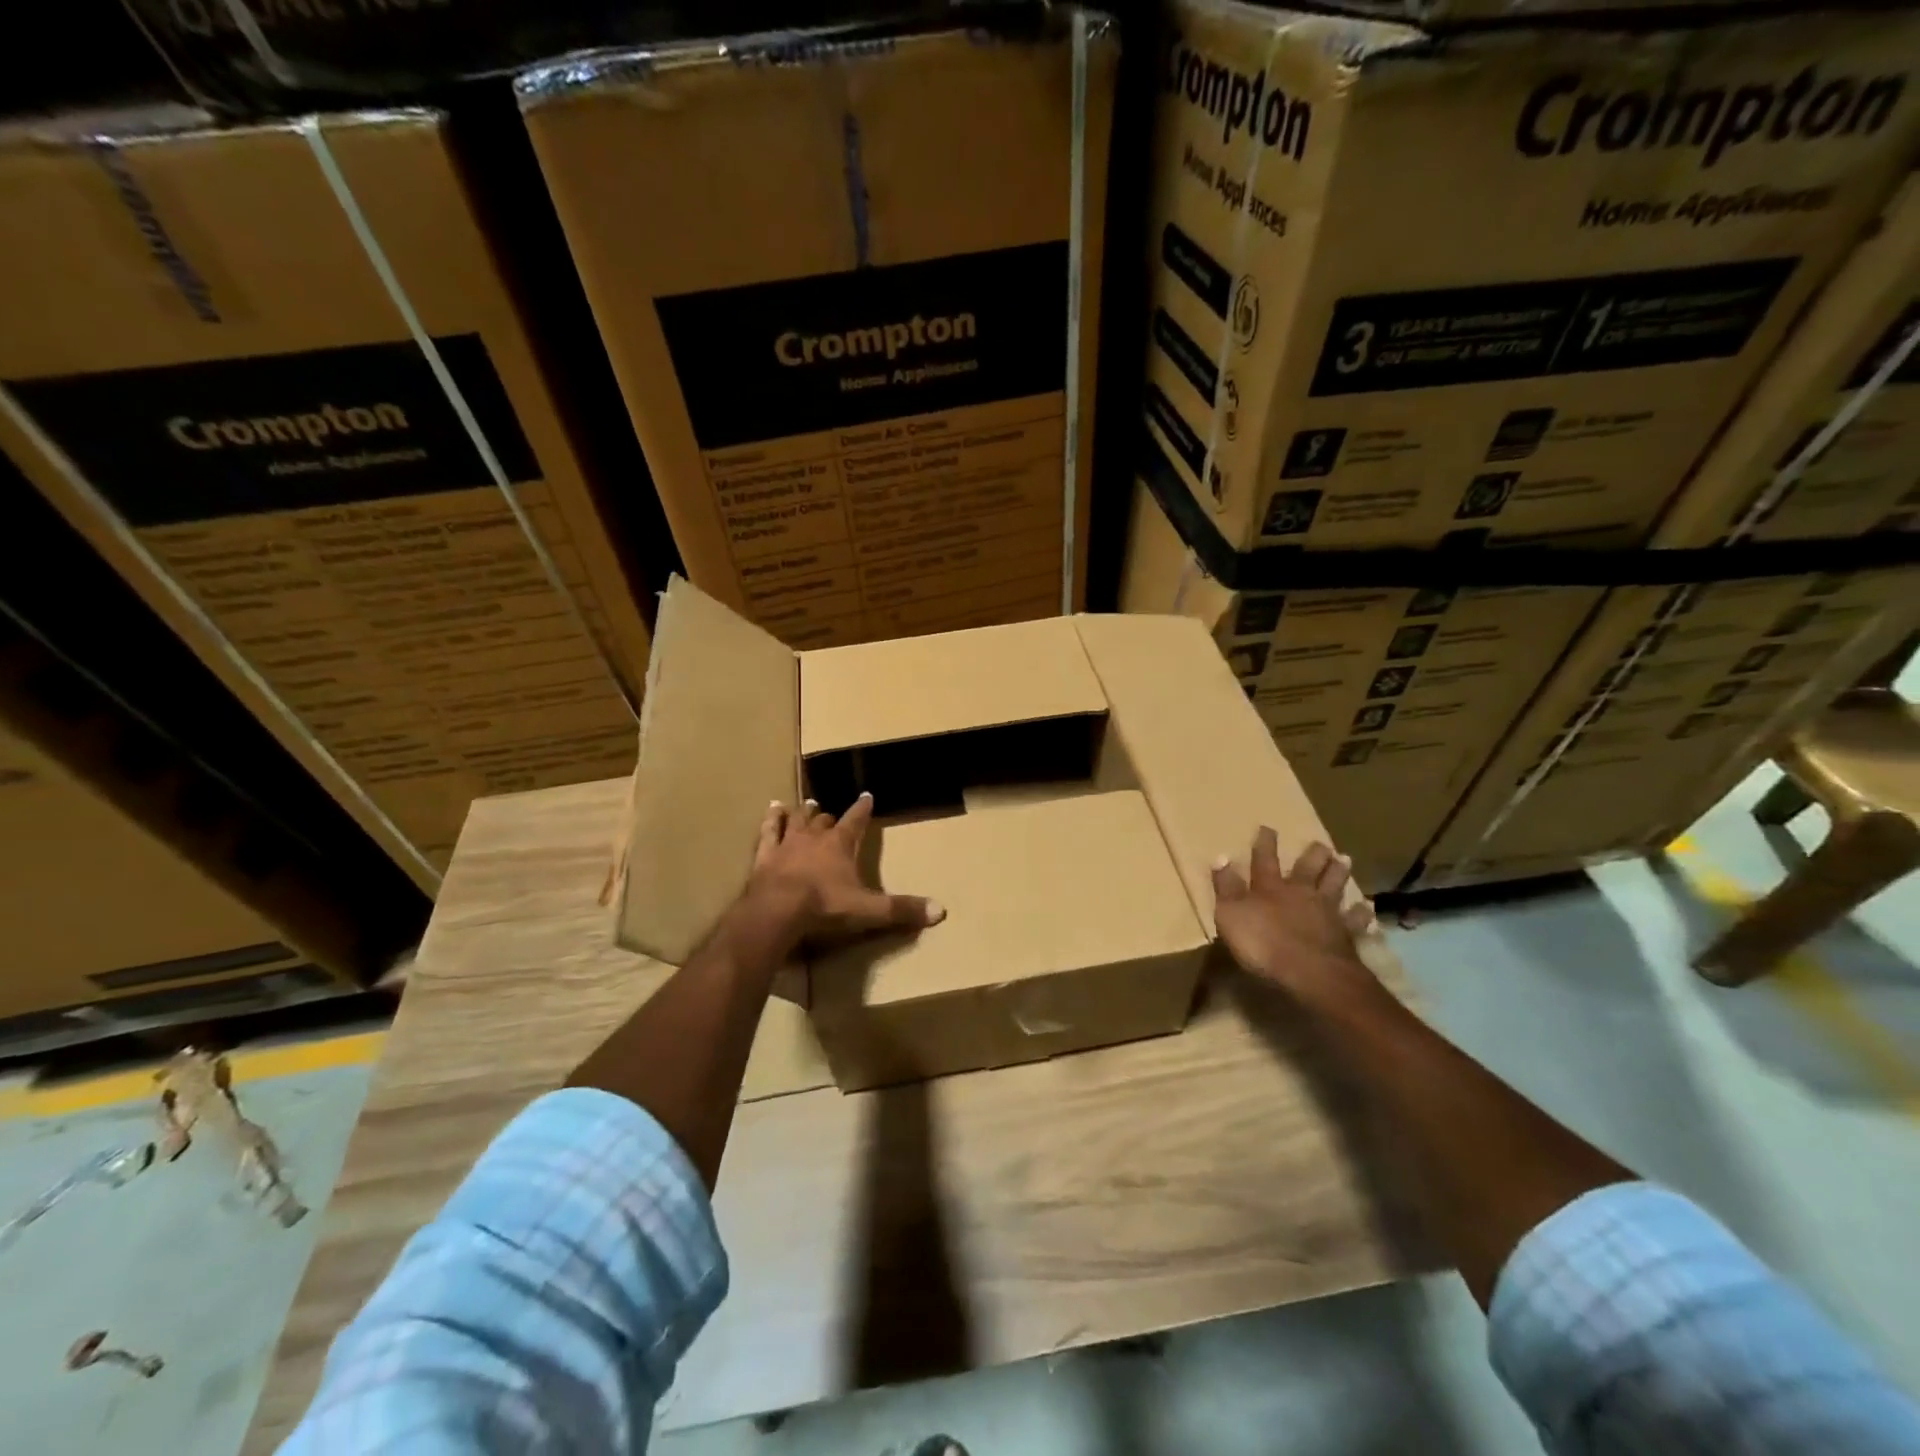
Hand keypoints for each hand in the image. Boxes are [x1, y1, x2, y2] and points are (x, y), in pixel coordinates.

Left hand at [746, 793, 943, 949]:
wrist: (777, 911)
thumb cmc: (825, 906)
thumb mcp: (868, 910)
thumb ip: (901, 909)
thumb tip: (941, 911)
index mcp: (840, 845)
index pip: (855, 821)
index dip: (862, 809)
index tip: (867, 796)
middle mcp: (814, 838)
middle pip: (823, 821)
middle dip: (829, 816)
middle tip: (830, 812)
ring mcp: (787, 844)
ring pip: (797, 821)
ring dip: (802, 813)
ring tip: (805, 804)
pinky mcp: (764, 856)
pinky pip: (768, 832)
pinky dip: (771, 820)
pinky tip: (771, 809)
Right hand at [1211, 830, 1376, 1004]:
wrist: (1311, 973)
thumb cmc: (1263, 943)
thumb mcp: (1231, 915)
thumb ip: (1226, 887)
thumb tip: (1220, 857)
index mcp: (1270, 888)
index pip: (1264, 860)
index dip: (1264, 844)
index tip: (1268, 828)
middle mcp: (1300, 893)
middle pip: (1307, 869)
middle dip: (1313, 855)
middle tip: (1321, 843)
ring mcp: (1325, 912)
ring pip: (1334, 886)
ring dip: (1339, 873)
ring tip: (1345, 859)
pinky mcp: (1345, 935)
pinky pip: (1354, 920)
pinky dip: (1360, 913)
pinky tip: (1367, 908)